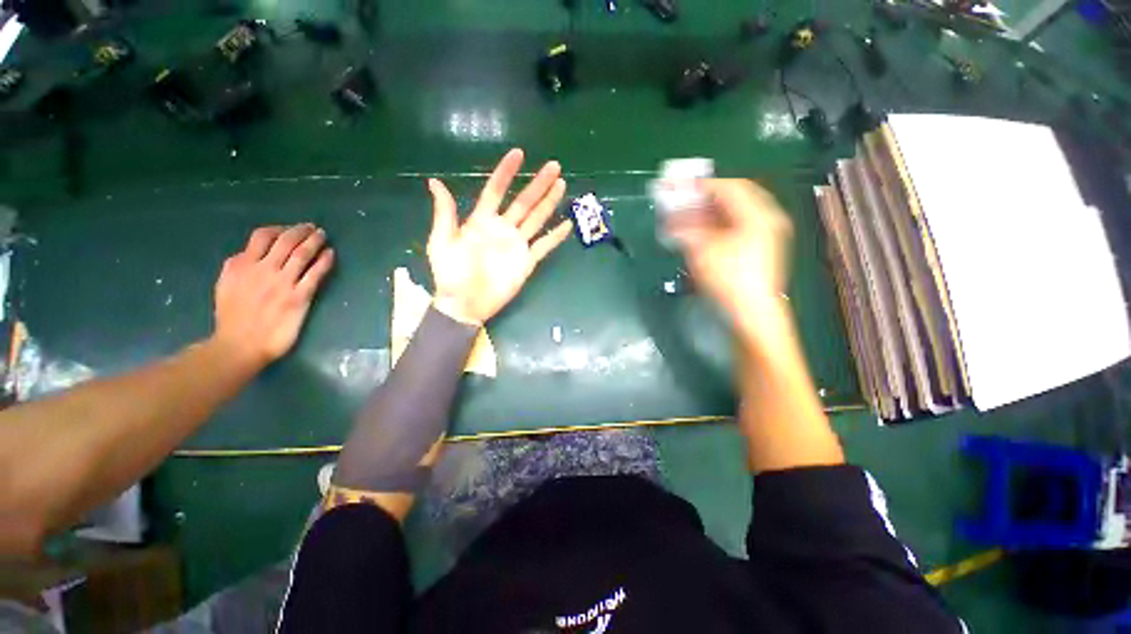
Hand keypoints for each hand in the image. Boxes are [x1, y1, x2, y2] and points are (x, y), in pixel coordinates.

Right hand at [212, 224, 334, 367]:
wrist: (240, 344)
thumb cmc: (232, 318)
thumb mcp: (225, 285)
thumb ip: (238, 267)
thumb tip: (249, 254)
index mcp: (241, 265)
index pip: (262, 236)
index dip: (279, 229)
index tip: (291, 228)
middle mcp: (262, 269)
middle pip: (285, 241)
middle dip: (301, 231)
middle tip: (313, 227)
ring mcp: (282, 283)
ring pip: (301, 254)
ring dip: (314, 241)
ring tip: (323, 234)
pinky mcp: (299, 297)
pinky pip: (315, 274)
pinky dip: (324, 261)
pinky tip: (331, 253)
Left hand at [426, 149, 573, 324]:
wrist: (464, 305)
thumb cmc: (451, 274)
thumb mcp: (441, 241)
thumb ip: (445, 213)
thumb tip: (435, 181)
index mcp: (481, 221)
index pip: (496, 191)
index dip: (506, 172)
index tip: (518, 154)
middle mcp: (503, 229)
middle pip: (523, 202)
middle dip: (538, 184)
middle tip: (554, 166)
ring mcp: (517, 245)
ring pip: (537, 220)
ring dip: (549, 203)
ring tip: (562, 185)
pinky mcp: (526, 262)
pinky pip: (544, 247)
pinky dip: (555, 237)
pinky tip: (567, 224)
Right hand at [667, 179, 792, 342]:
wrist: (751, 314)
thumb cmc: (729, 279)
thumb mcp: (702, 251)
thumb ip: (686, 230)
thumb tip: (671, 221)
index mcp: (758, 214)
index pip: (729, 187)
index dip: (702, 185)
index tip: (679, 187)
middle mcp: (766, 219)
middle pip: (734, 198)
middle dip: (705, 199)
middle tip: (682, 202)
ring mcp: (766, 234)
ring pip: (735, 214)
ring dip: (709, 214)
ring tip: (687, 218)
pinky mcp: (761, 248)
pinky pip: (737, 227)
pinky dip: (718, 227)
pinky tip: (701, 233)